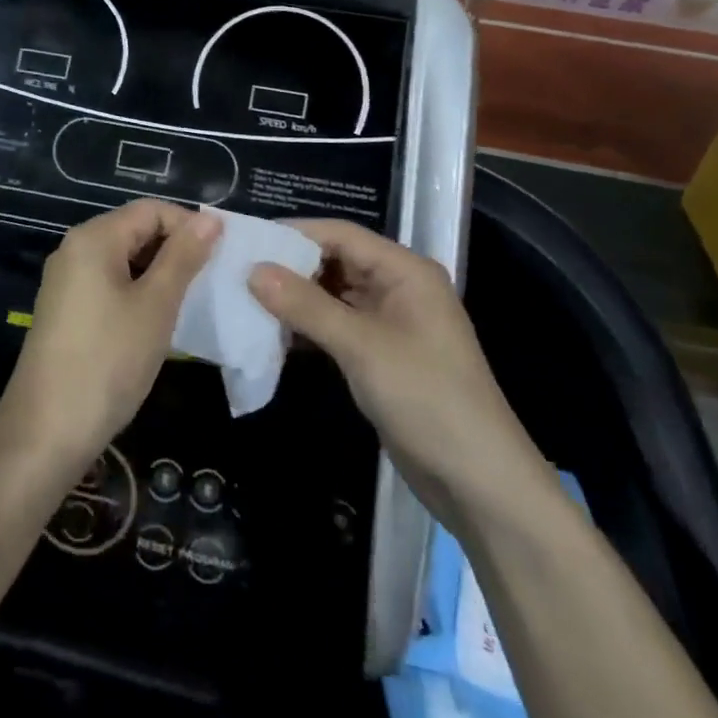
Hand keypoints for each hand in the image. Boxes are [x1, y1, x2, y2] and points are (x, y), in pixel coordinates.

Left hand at [0, 200, 220, 465]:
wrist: (46, 431)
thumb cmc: (108, 361)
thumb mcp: (156, 306)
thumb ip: (183, 257)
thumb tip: (210, 218)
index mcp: (94, 238)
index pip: (151, 210)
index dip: (189, 225)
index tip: (222, 256)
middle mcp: (75, 249)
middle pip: (135, 230)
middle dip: (175, 249)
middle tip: (211, 281)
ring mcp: (67, 281)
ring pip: (124, 259)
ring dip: (159, 273)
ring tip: (191, 301)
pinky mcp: (66, 309)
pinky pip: (109, 283)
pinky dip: (137, 292)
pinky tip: (158, 321)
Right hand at [249, 220, 545, 519]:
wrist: (479, 483)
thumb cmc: (426, 399)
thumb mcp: (362, 347)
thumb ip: (306, 306)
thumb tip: (253, 270)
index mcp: (405, 270)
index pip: (341, 234)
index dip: (294, 233)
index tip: (246, 240)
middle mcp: (398, 287)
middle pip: (336, 261)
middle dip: (290, 266)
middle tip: (237, 271)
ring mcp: (390, 323)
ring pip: (333, 295)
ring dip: (296, 299)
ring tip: (246, 300)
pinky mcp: (381, 355)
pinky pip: (338, 327)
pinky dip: (309, 328)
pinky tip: (274, 335)